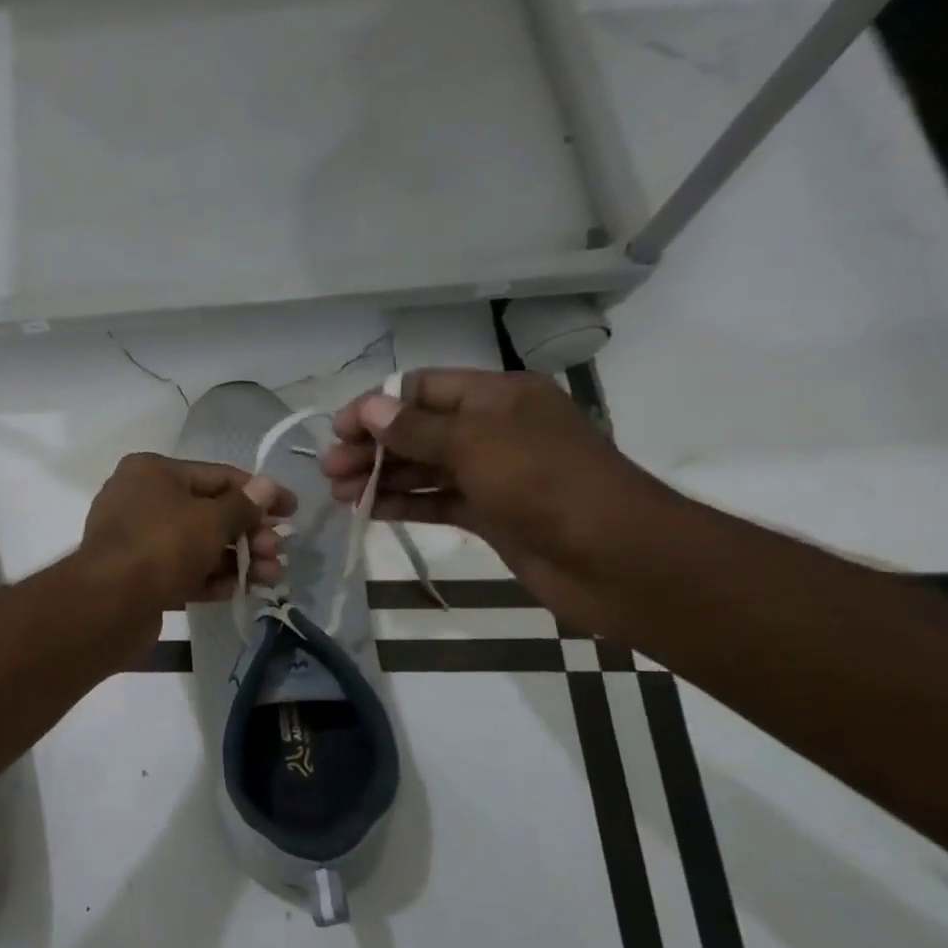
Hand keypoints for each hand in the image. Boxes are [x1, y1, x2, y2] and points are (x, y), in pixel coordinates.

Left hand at [82, 453, 295, 609]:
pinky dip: (208, 578)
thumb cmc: (162, 546)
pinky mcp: (136, 574)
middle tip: (278, 554)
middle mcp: (140, 498)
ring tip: (270, 577)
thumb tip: (268, 485)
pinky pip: (179, 570)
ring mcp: (135, 538)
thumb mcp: (211, 521)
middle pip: (207, 512)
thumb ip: (243, 505)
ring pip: (196, 544)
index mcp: (152, 471)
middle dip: (248, 534)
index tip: (292, 510)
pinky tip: (235, 590)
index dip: (258, 493)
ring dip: (235, 559)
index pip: (217, 476)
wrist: (108, 603)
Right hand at [320, 369, 676, 630]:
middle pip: (418, 428)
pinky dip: (403, 502)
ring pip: (423, 466)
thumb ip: (416, 428)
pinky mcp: (491, 513)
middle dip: (372, 445)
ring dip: (381, 476)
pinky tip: (368, 510)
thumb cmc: (546, 484)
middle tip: (330, 469)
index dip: (377, 405)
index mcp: (498, 397)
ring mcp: (492, 473)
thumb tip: (369, 407)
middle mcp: (493, 429)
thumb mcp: (475, 445)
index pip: (424, 388)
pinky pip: (436, 500)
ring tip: (340, 493)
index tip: (338, 431)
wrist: (617, 559)